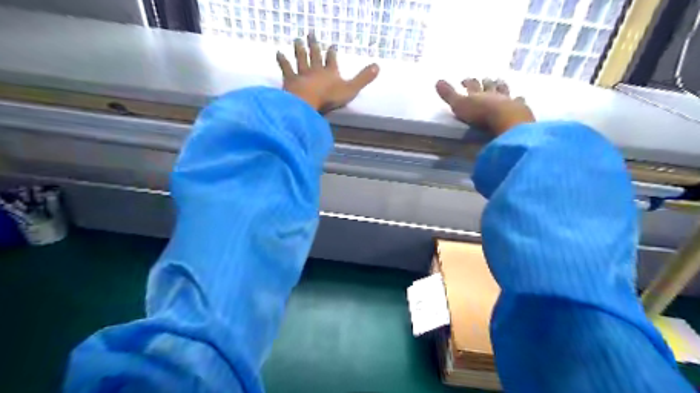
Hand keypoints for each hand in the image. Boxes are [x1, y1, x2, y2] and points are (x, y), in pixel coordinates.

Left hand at [277, 32, 380, 111]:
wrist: (307, 102)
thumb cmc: (329, 98)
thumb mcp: (351, 89)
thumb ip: (363, 79)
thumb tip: (378, 66)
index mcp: (330, 72)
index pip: (332, 59)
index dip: (332, 52)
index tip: (332, 45)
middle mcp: (315, 69)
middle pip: (315, 54)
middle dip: (314, 44)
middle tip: (311, 33)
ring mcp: (302, 74)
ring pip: (301, 58)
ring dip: (299, 49)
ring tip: (297, 39)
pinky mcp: (291, 80)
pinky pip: (286, 68)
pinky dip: (282, 60)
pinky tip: (278, 52)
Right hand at [436, 78, 533, 136]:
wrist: (505, 119)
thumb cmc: (480, 114)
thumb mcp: (459, 105)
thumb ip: (449, 94)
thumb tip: (437, 81)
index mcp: (478, 94)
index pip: (472, 85)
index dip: (468, 82)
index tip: (464, 80)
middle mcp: (493, 94)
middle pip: (489, 86)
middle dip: (486, 82)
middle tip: (486, 78)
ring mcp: (508, 100)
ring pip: (504, 90)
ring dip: (502, 86)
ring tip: (501, 82)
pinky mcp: (520, 109)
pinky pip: (519, 101)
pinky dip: (519, 99)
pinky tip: (521, 98)